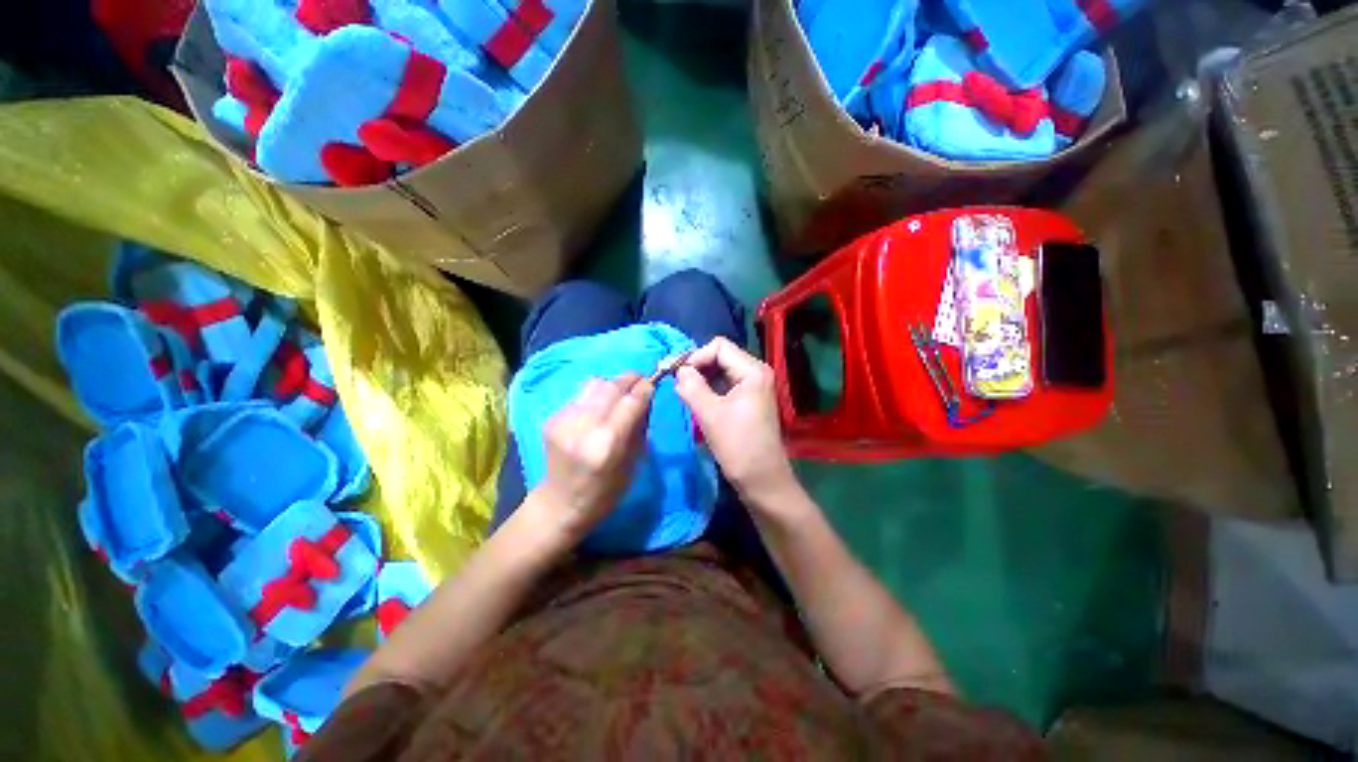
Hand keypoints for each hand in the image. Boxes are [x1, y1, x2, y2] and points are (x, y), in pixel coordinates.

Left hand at [531, 375, 654, 542]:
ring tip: (619, 395)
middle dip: (630, 380)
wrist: (560, 504)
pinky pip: (581, 396)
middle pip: (612, 386)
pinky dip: (595, 397)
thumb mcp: (633, 464)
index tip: (653, 383)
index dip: (645, 388)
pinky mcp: (552, 418)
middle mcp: (584, 427)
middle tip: (640, 382)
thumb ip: (639, 428)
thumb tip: (645, 399)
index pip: (631, 401)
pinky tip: (597, 411)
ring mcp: (564, 421)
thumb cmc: (606, 492)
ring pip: (594, 384)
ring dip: (612, 385)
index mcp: (607, 444)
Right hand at [674, 337, 794, 497]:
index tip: (677, 375)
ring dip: (701, 379)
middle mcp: (756, 372)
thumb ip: (691, 386)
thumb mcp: (709, 414)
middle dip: (697, 367)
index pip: (718, 346)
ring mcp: (754, 386)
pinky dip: (709, 389)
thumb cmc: (738, 446)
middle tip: (676, 384)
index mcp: (752, 371)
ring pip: (721, 371)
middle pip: (720, 356)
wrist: (762, 480)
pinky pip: (725, 385)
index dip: (695, 356)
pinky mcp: (749, 400)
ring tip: (684, 394)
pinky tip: (697, 402)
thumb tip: (679, 370)